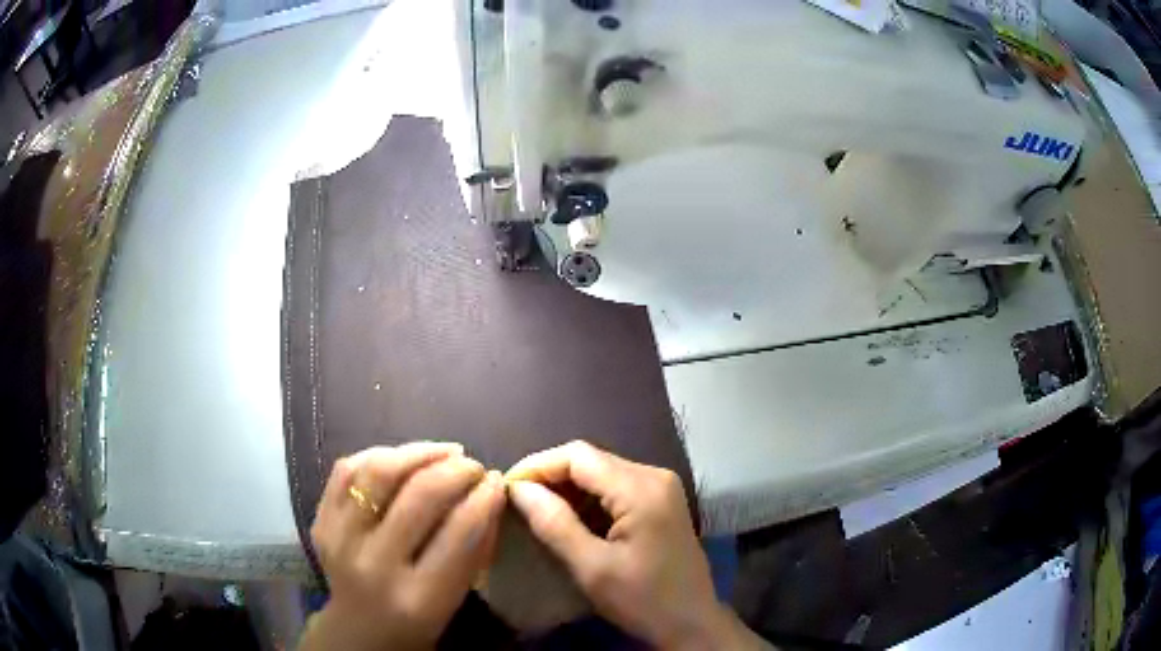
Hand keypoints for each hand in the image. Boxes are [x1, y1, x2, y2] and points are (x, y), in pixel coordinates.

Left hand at [300, 442, 505, 650]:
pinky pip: (346, 469)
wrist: (358, 629)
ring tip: (445, 452)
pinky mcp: (319, 521)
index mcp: (419, 598)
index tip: (497, 481)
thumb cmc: (419, 619)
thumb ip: (477, 546)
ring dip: (419, 452)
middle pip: (418, 496)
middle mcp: (373, 566)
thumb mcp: (457, 596)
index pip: (459, 532)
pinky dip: (380, 455)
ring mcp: (338, 540)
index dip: (484, 498)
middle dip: (456, 470)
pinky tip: (404, 458)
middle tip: (474, 466)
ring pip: (378, 472)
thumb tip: (492, 489)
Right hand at [506, 441, 767, 650]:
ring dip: (567, 487)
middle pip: (591, 460)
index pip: (578, 456)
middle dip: (550, 476)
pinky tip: (569, 518)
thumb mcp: (591, 568)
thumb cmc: (642, 600)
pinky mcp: (661, 501)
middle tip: (517, 501)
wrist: (692, 623)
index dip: (537, 466)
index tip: (507, 489)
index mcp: (641, 489)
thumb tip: (518, 489)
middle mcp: (654, 476)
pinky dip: (588, 498)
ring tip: (536, 510)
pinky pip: (616, 487)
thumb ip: (554, 524)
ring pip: (602, 472)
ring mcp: (661, 488)